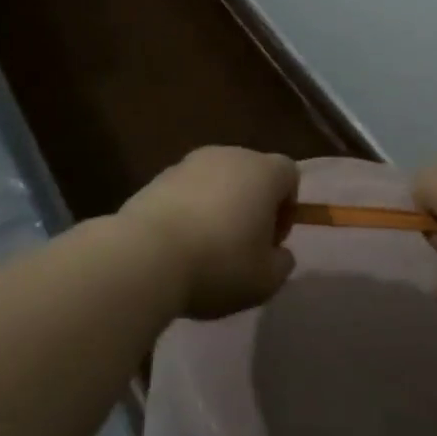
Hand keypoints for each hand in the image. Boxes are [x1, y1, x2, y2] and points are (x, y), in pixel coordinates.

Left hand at [121, 147, 297, 318]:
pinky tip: (178, 244)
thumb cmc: (219, 264)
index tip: (272, 241)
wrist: (147, 255)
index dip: (287, 207)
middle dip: (252, 205)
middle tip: (243, 246)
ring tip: (206, 247)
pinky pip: (186, 190)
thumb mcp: (266, 280)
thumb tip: (278, 253)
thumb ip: (282, 263)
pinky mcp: (158, 176)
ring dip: (218, 206)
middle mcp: (229, 155)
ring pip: (216, 180)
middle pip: (251, 173)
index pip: (289, 174)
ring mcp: (189, 163)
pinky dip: (189, 210)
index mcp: (263, 171)